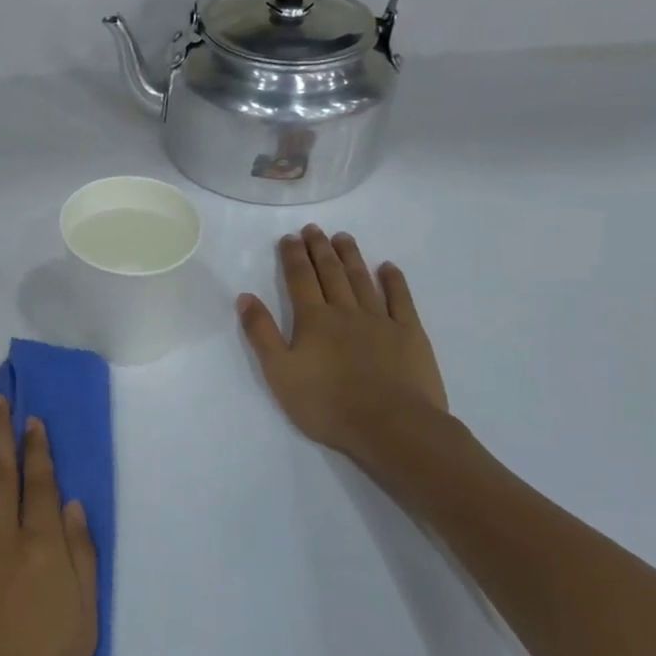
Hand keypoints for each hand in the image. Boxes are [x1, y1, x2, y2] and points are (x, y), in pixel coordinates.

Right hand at [237, 226, 449, 468]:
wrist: (392, 426)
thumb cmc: (327, 405)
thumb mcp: (280, 373)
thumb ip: (261, 333)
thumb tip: (245, 297)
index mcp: (313, 320)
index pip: (300, 279)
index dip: (293, 256)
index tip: (290, 237)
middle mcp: (346, 311)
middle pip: (330, 273)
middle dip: (320, 249)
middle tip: (314, 228)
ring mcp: (381, 320)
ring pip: (362, 279)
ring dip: (351, 256)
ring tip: (343, 237)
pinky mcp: (409, 334)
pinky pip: (400, 299)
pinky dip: (393, 281)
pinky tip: (388, 268)